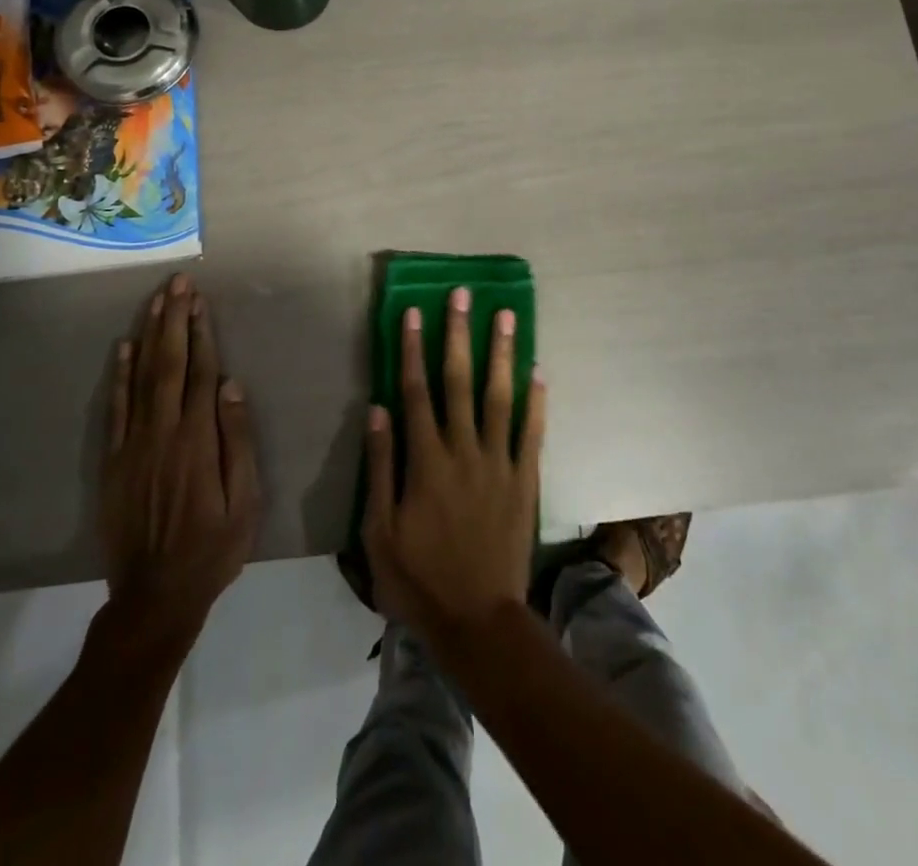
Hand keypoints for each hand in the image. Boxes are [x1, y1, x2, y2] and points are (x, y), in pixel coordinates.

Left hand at [99, 274, 260, 646]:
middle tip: (178, 283)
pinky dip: (119, 375)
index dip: (201, 333)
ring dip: (149, 335)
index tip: (200, 300)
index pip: (200, 372)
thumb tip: (230, 386)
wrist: (154, 596)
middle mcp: (163, 432)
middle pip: (169, 364)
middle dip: (174, 319)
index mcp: (198, 440)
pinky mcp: (112, 461)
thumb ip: (237, 441)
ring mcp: (133, 445)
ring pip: (141, 377)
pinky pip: (115, 408)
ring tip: (156, 300)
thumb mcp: (245, 502)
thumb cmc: (212, 549)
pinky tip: (125, 348)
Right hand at [362, 287, 546, 640]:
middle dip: (459, 334)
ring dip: (501, 353)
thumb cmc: (420, 578)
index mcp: (426, 460)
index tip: (415, 312)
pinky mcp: (525, 480)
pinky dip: (536, 401)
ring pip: (500, 396)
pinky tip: (539, 371)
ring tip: (507, 316)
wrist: (478, 621)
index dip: (414, 349)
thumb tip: (378, 409)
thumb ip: (381, 467)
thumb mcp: (380, 531)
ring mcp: (499, 463)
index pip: (416, 391)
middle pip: (459, 381)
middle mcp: (464, 450)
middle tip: (463, 295)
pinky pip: (532, 433)